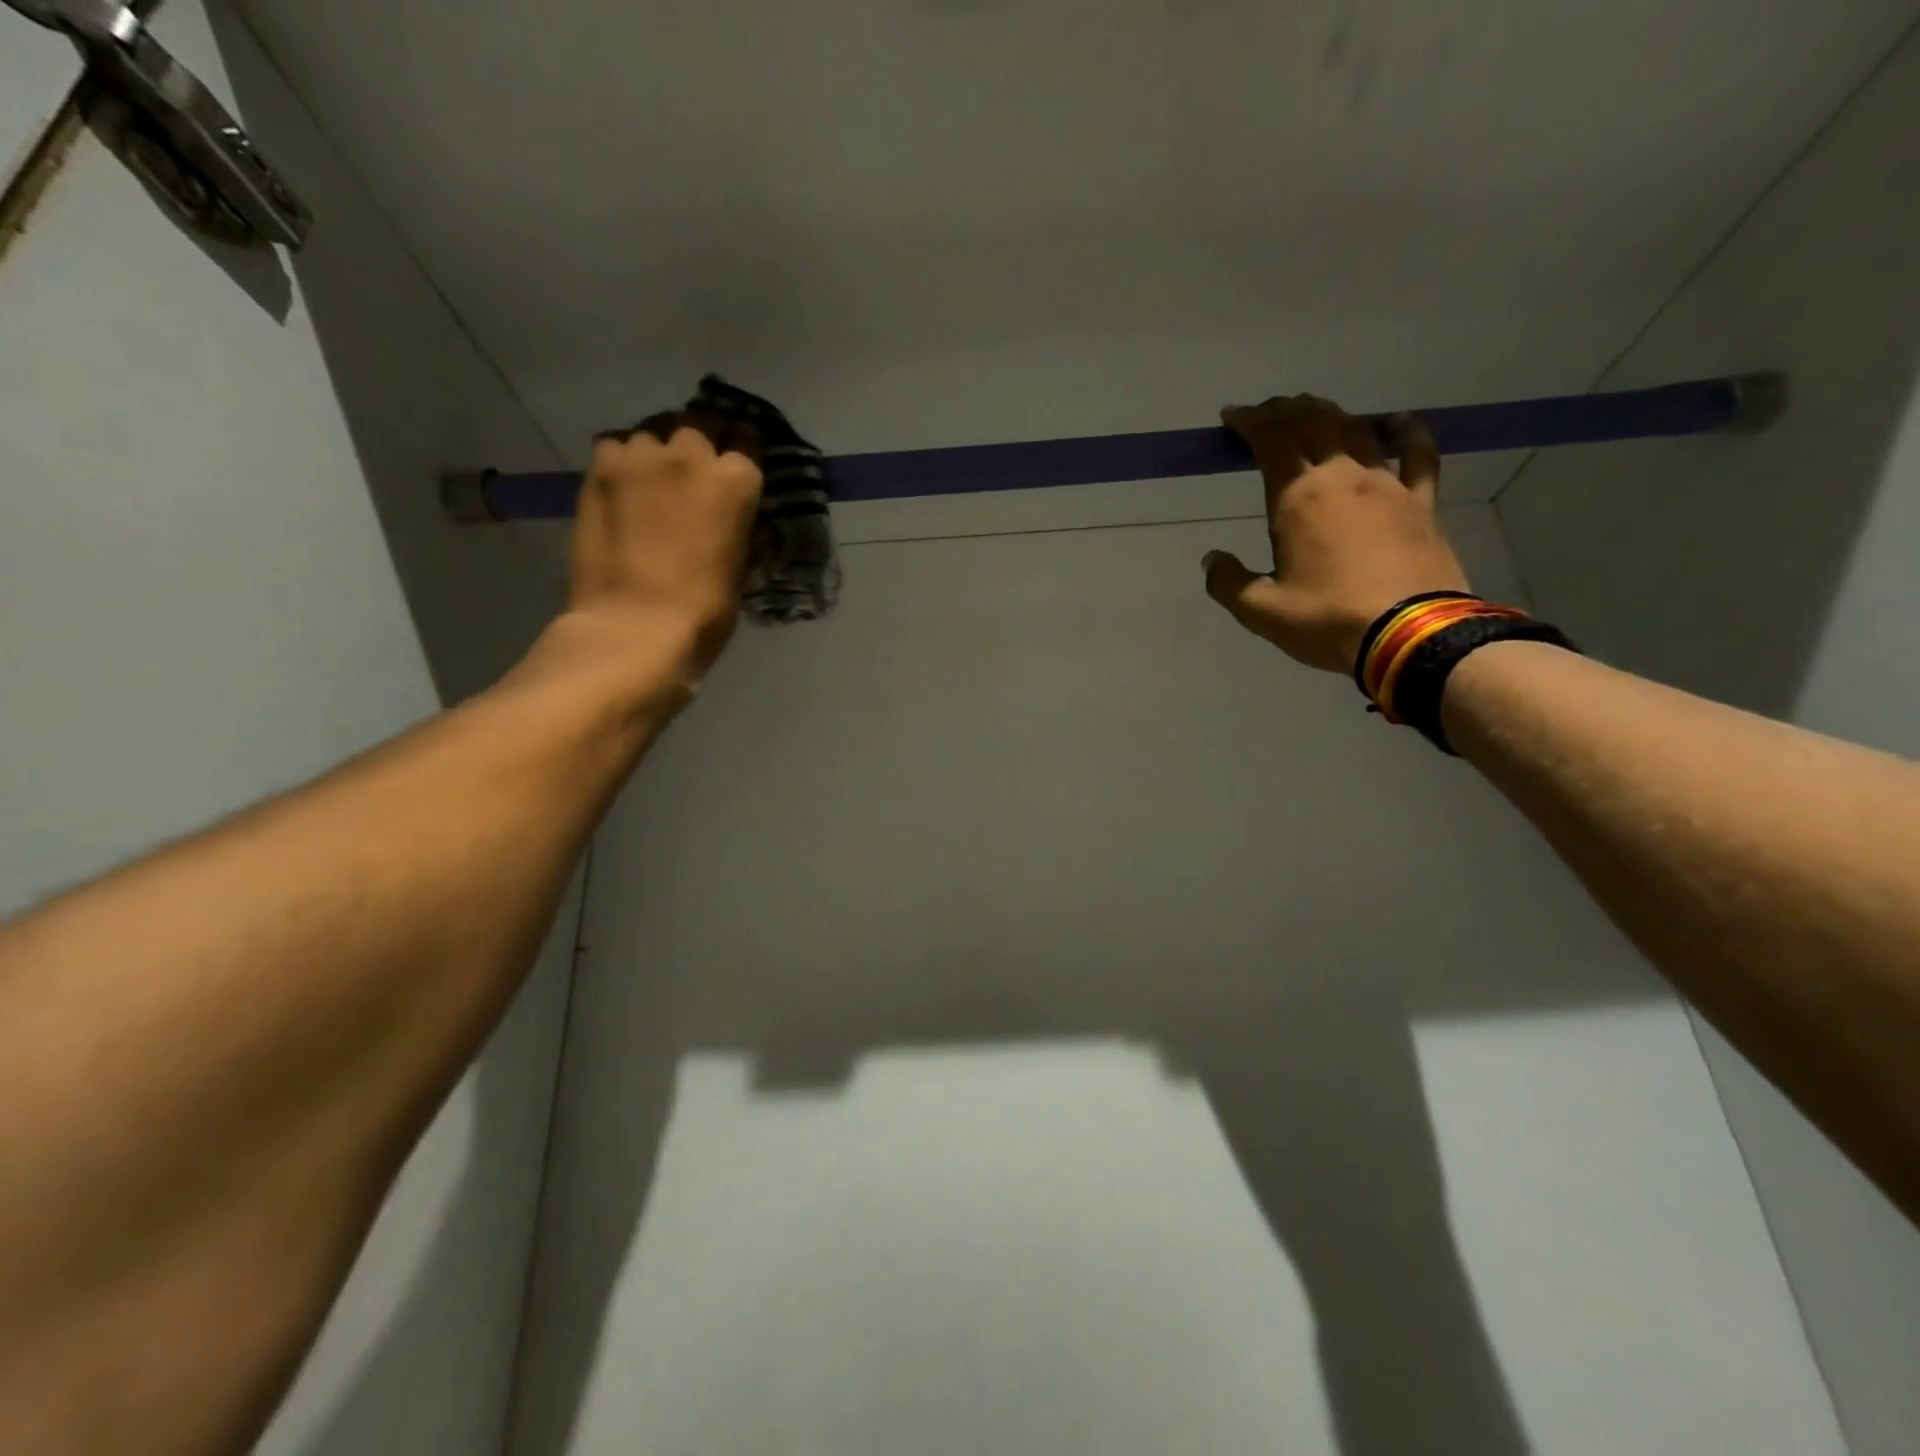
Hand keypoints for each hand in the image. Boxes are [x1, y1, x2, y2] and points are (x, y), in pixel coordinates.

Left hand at [567, 410, 764, 678]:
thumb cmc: (704, 611)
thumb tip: (733, 515)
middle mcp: (692, 454)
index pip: (748, 438)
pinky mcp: (601, 469)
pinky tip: (624, 484)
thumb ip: (737, 525)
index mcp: (737, 481)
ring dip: (660, 448)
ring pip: (655, 430)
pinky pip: (616, 445)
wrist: (636, 626)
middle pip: (700, 423)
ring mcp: (642, 456)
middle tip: (696, 467)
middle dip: (703, 439)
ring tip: (655, 475)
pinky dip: (624, 459)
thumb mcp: (740, 565)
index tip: (737, 461)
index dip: (742, 448)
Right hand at [1203, 394, 1469, 672]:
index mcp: (1298, 498)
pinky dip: (1405, 431)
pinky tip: (1396, 421)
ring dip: (1329, 414)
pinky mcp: (1422, 502)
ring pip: (1356, 431)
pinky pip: (1417, 454)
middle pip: (1312, 424)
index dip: (1250, 422)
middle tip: (1268, 411)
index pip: (1271, 440)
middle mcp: (1341, 477)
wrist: (1410, 634)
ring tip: (1313, 411)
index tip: (1234, 416)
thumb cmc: (1327, 619)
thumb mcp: (1261, 611)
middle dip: (1285, 410)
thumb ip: (1229, 582)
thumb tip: (1212, 560)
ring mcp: (1387, 484)